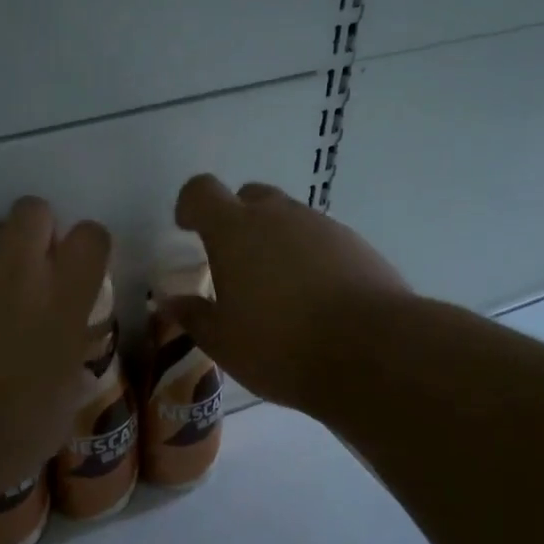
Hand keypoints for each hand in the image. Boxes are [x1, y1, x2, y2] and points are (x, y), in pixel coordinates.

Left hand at [0, 197, 110, 504]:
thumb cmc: (0, 432)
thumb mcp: (58, 412)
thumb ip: (71, 368)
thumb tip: (75, 357)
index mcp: (64, 299)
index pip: (92, 236)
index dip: (87, 250)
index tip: (78, 277)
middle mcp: (18, 268)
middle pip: (34, 209)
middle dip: (36, 232)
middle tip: (31, 275)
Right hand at [165, 176, 410, 414]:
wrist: (373, 351)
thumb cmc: (280, 345)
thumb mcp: (223, 341)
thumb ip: (193, 316)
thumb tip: (171, 302)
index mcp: (234, 230)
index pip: (202, 191)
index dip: (190, 205)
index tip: (187, 229)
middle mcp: (278, 215)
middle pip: (249, 197)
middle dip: (235, 220)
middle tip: (233, 263)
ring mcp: (322, 226)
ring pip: (288, 218)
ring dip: (274, 240)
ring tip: (276, 289)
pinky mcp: (356, 245)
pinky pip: (320, 239)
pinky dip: (308, 257)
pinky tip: (314, 299)